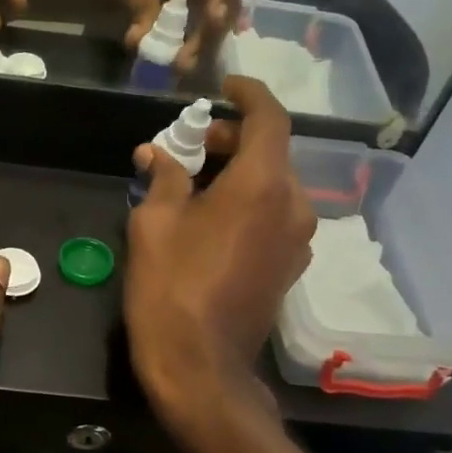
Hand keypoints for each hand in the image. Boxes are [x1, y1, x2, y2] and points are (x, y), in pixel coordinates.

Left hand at [102, 0, 238, 72]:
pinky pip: (209, 30)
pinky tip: (186, 64)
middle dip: (208, 32)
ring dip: (203, 45)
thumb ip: (136, 0)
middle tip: (185, 62)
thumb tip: (138, 41)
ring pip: (221, 19)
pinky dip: (198, 46)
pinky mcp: (208, 10)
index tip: (214, 19)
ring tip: (181, 68)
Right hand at [124, 77, 315, 413]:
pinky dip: (248, 201)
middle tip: (189, 144)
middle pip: (271, 151)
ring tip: (194, 181)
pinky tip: (211, 215)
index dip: (248, 94)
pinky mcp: (289, 266)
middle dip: (232, 138)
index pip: (269, 118)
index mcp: (262, 185)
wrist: (200, 365)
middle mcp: (292, 205)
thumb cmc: (171, 286)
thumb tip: (158, 154)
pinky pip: (274, 214)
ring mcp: (297, 239)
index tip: (224, 87)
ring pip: (273, 184)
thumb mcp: (154, 223)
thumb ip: (164, 178)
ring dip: (239, 171)